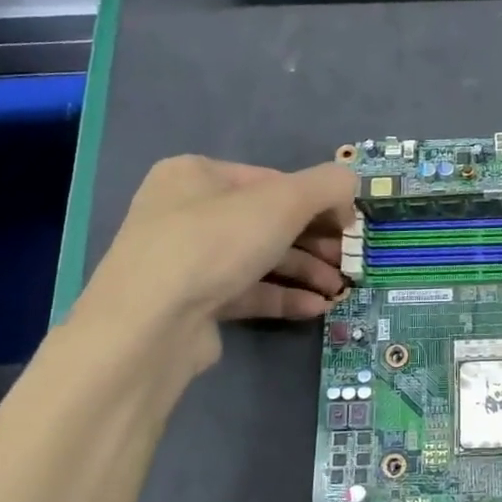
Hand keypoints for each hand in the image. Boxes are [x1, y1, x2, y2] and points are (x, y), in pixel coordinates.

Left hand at [73, 155, 355, 370]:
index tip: (350, 224)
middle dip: (315, 242)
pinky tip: (316, 308)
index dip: (317, 200)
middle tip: (348, 260)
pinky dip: (283, 298)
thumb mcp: (283, 201)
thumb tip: (351, 185)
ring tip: (338, 289)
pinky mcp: (192, 303)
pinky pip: (247, 293)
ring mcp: (186, 261)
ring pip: (260, 259)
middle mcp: (185, 212)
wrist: (150, 326)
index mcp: (196, 175)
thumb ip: (327, 185)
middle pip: (268, 221)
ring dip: (305, 272)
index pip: (272, 180)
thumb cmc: (215, 244)